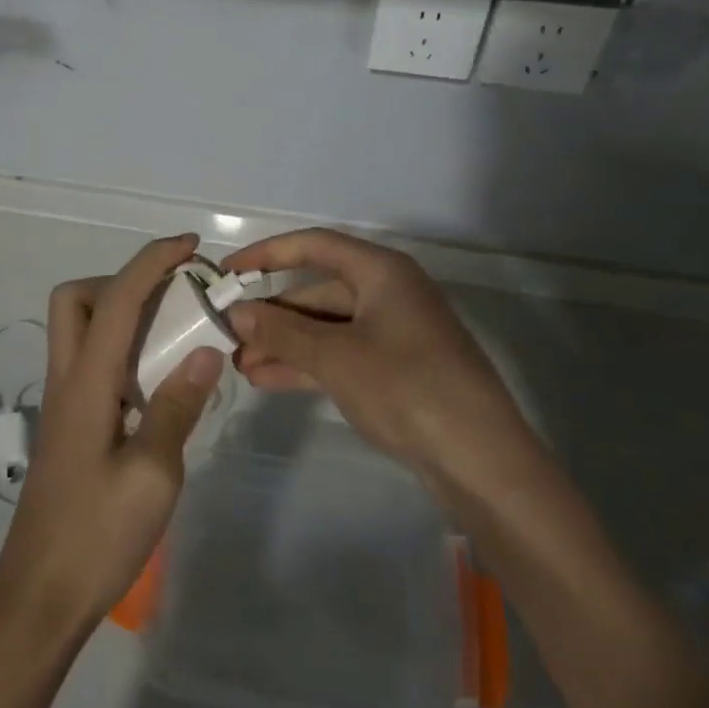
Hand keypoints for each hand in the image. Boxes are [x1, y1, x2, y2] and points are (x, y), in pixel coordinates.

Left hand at [0, 233, 223, 645]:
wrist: (39, 597)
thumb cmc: (97, 536)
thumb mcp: (153, 475)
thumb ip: (177, 406)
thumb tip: (206, 350)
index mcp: (86, 383)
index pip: (116, 300)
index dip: (151, 262)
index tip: (190, 246)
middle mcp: (67, 380)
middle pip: (74, 299)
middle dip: (121, 281)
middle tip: (169, 299)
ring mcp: (64, 403)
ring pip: (78, 329)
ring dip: (121, 313)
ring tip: (173, 334)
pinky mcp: (70, 425)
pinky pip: (91, 361)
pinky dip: (121, 348)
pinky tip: (156, 382)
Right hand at [223, 228, 532, 485]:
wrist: (481, 462)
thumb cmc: (406, 389)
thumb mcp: (336, 357)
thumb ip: (282, 331)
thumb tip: (236, 311)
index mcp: (381, 272)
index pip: (314, 245)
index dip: (267, 254)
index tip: (228, 272)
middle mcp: (388, 293)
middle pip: (318, 290)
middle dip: (273, 314)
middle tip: (229, 335)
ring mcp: (393, 333)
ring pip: (326, 327)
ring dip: (285, 343)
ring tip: (241, 364)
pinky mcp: (395, 370)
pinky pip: (340, 355)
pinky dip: (307, 365)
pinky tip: (269, 381)